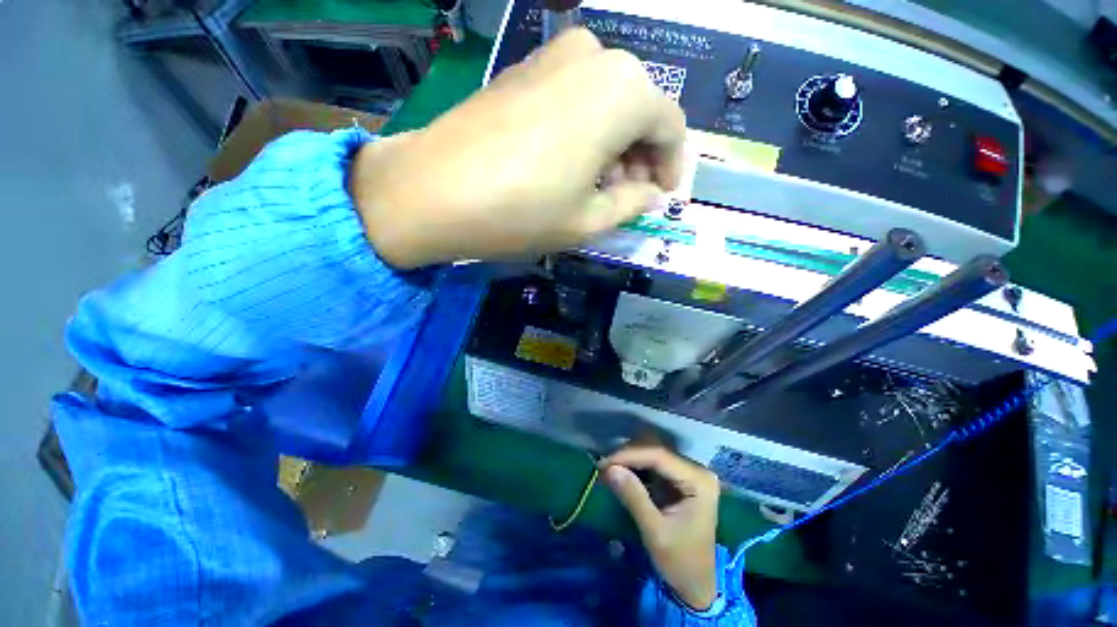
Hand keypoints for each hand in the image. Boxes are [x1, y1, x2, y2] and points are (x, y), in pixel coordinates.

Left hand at [350, 28, 685, 268]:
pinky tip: (567, 163)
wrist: (434, 190)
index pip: (670, 126)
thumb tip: (651, 194)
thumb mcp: (588, 221)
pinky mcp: (522, 67)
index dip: (671, 165)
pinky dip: (584, 129)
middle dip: (639, 155)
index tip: (660, 194)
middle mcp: (594, 56)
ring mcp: (553, 54)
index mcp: (623, 91)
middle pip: (638, 109)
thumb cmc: (523, 211)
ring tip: (596, 185)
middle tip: (626, 195)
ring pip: (606, 101)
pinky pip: (574, 96)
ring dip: (612, 143)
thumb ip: (631, 204)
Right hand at [600, 445, 719, 610]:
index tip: (604, 463)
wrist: (696, 585)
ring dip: (629, 460)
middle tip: (603, 468)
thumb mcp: (655, 532)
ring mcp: (688, 473)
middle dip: (627, 457)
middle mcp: (696, 470)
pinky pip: (653, 465)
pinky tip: (619, 474)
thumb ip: (634, 497)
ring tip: (608, 470)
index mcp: (699, 481)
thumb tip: (610, 469)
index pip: (659, 456)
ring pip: (652, 454)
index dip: (629, 455)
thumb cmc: (681, 562)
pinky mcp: (679, 479)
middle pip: (656, 451)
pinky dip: (634, 468)